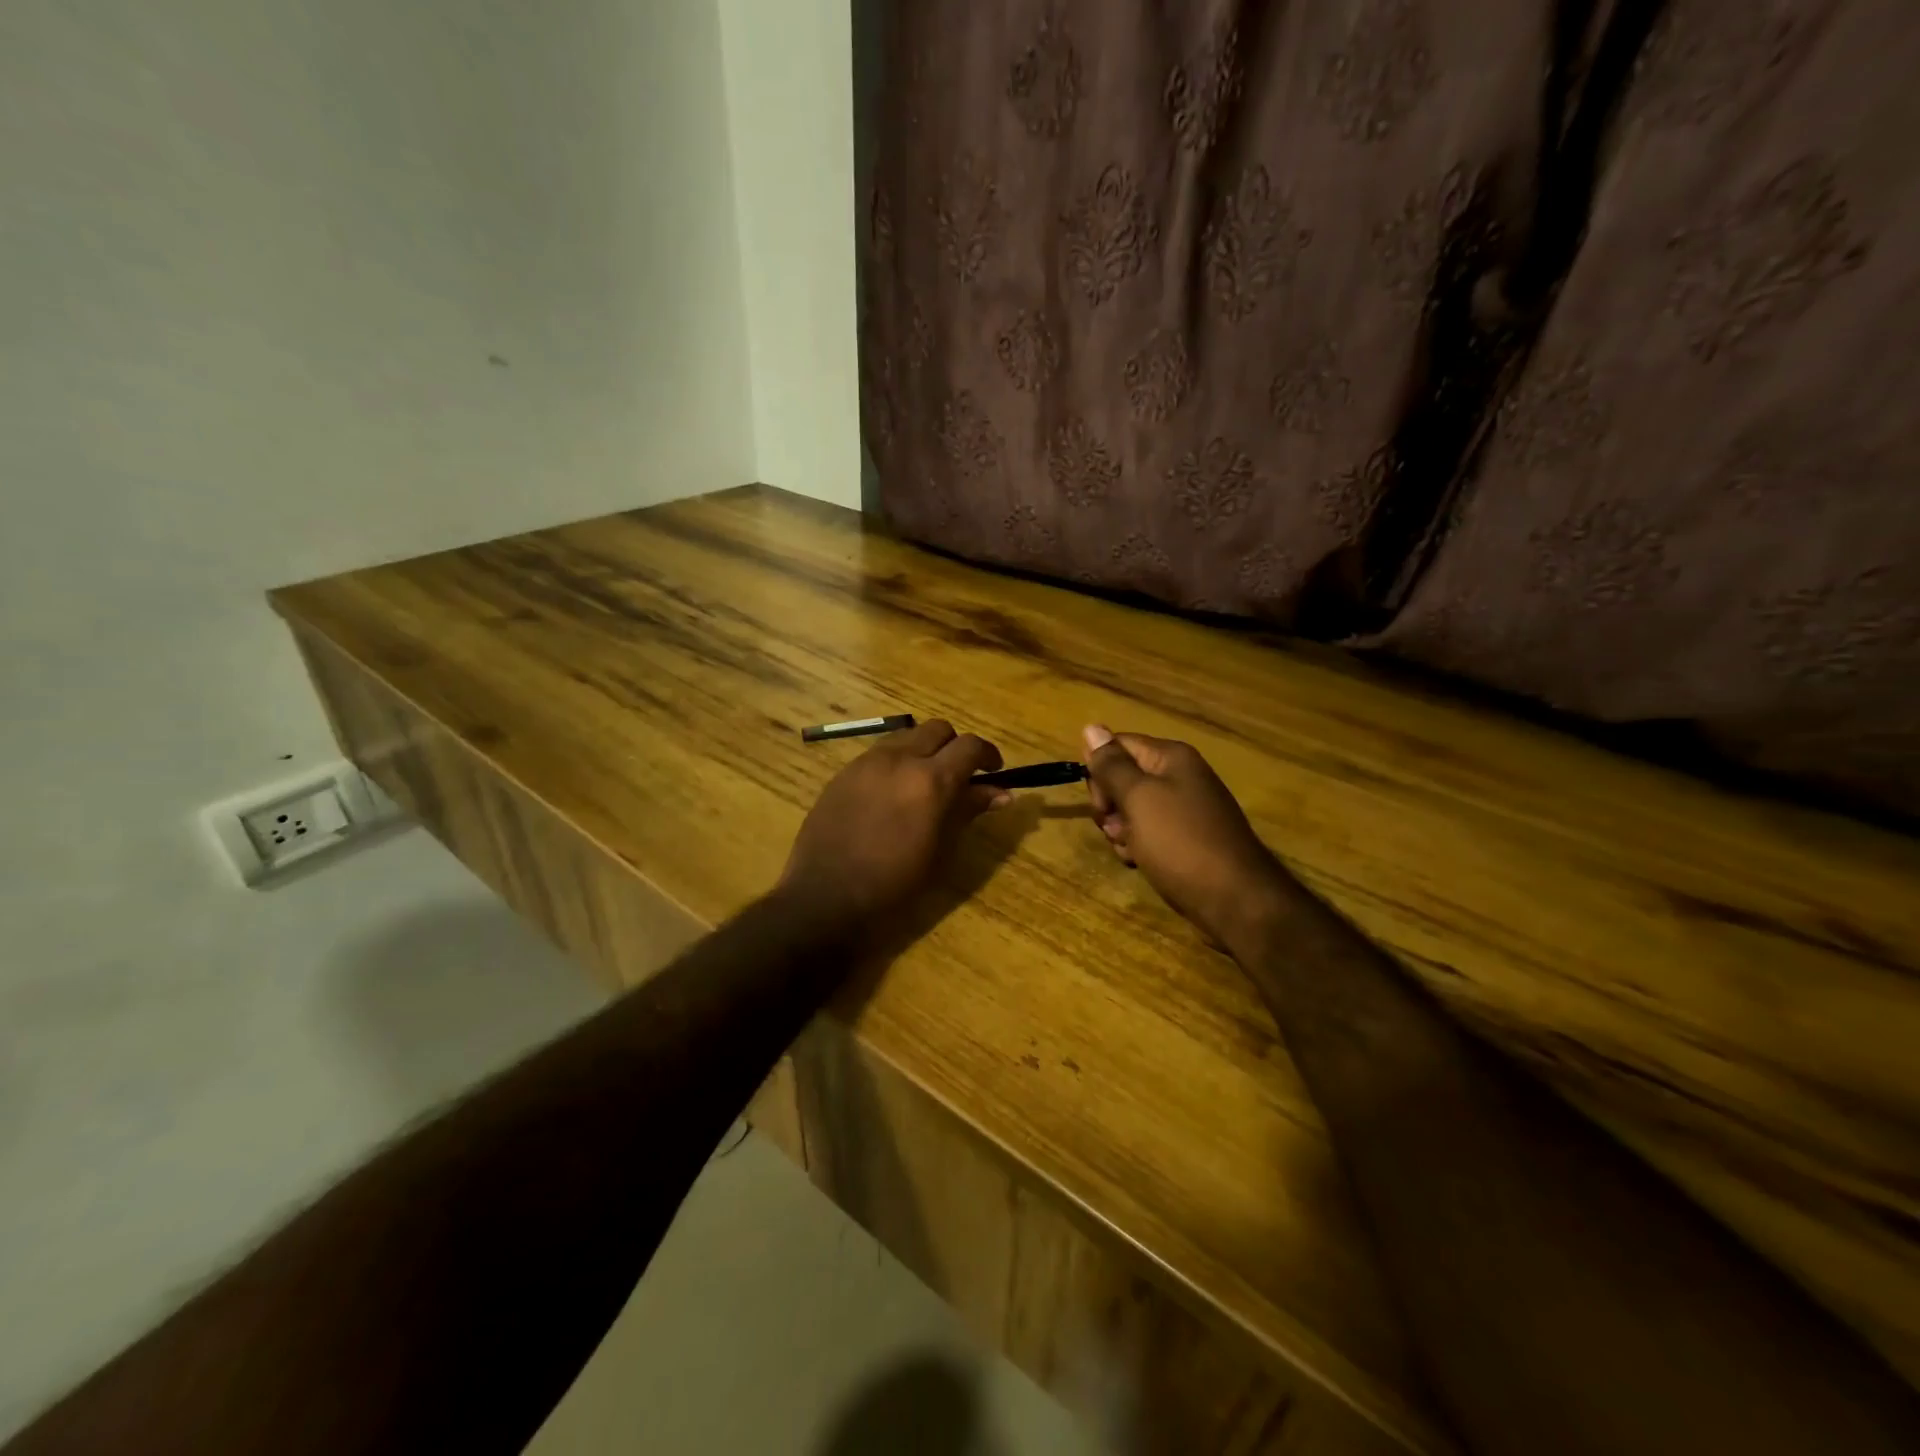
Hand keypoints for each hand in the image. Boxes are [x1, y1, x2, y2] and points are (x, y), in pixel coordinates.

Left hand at [780, 719, 1007, 926]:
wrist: (825, 896)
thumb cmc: (893, 883)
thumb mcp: (940, 850)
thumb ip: (967, 811)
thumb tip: (1001, 792)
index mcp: (930, 780)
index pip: (969, 746)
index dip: (987, 755)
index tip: (993, 772)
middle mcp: (899, 759)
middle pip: (938, 729)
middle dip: (955, 747)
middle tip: (960, 776)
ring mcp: (866, 762)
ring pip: (906, 736)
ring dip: (924, 750)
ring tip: (924, 783)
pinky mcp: (843, 772)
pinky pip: (879, 753)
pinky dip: (896, 762)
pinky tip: (891, 794)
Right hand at [1082, 723, 1292, 951]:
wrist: (1234, 900)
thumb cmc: (1181, 842)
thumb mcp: (1139, 799)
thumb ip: (1112, 765)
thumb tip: (1091, 726)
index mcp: (1171, 758)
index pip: (1118, 746)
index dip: (1100, 770)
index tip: (1100, 802)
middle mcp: (1180, 777)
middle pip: (1123, 778)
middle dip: (1110, 805)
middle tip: (1116, 828)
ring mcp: (1185, 810)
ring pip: (1132, 810)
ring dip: (1121, 830)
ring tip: (1131, 851)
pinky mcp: (1186, 840)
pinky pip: (1149, 833)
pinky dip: (1138, 847)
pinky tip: (1140, 862)